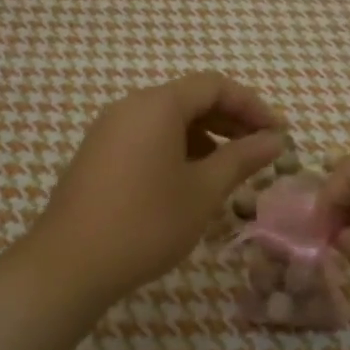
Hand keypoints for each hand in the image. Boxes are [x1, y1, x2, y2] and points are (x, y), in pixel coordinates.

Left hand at [27, 73, 284, 302]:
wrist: (70, 264)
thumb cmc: (147, 222)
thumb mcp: (204, 190)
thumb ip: (242, 158)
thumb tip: (274, 140)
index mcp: (157, 105)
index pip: (214, 86)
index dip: (252, 105)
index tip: (278, 133)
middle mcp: (130, 106)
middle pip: (189, 99)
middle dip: (230, 120)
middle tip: (262, 149)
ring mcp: (108, 129)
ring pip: (167, 120)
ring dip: (204, 136)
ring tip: (229, 168)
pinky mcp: (97, 154)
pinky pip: (146, 137)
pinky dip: (176, 148)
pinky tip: (190, 180)